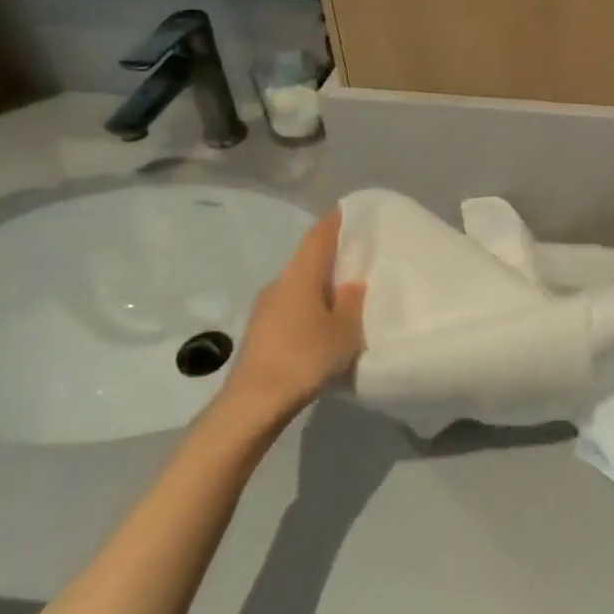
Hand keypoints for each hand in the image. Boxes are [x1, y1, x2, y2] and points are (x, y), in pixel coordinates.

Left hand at [216, 207, 366, 427]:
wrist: (254, 402)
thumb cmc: (304, 357)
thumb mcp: (344, 331)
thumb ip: (352, 303)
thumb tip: (353, 283)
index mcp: (300, 275)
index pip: (318, 236)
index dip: (335, 222)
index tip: (350, 212)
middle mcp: (279, 283)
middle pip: (308, 260)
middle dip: (332, 257)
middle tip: (360, 257)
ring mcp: (265, 308)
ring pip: (299, 286)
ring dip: (321, 286)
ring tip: (347, 295)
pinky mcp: (261, 332)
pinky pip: (291, 307)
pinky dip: (310, 307)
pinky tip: (324, 325)